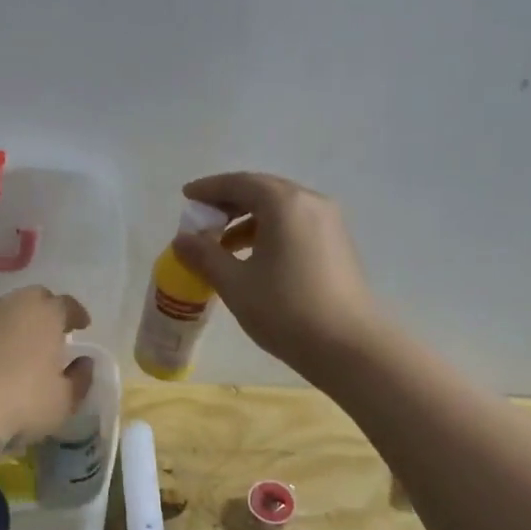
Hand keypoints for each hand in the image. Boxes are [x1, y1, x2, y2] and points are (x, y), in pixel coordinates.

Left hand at [0, 286, 93, 469]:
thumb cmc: (21, 403)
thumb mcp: (63, 401)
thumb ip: (79, 379)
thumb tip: (84, 363)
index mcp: (44, 314)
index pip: (66, 304)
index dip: (75, 315)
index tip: (81, 326)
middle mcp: (8, 306)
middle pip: (31, 300)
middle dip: (43, 314)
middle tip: (48, 336)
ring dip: (9, 328)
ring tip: (13, 353)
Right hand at [171, 172, 381, 374]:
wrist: (348, 346)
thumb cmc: (286, 310)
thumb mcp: (235, 284)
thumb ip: (205, 256)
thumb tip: (181, 239)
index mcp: (284, 204)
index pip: (239, 183)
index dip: (209, 188)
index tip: (187, 196)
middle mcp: (310, 203)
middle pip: (262, 190)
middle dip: (229, 202)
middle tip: (202, 219)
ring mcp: (329, 223)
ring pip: (281, 209)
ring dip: (249, 219)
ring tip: (223, 245)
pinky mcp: (337, 244)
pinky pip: (296, 224)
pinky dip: (270, 231)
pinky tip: (254, 258)